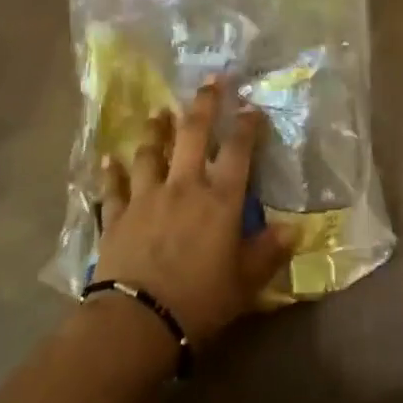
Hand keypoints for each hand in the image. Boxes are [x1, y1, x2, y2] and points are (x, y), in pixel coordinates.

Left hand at [95, 81, 295, 345]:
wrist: (138, 321)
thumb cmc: (200, 301)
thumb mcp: (245, 283)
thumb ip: (268, 252)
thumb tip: (294, 229)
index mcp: (220, 200)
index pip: (238, 150)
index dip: (246, 125)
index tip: (251, 106)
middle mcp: (184, 186)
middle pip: (193, 133)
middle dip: (204, 104)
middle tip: (210, 81)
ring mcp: (146, 196)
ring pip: (151, 151)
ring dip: (155, 129)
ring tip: (158, 112)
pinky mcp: (117, 215)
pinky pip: (114, 187)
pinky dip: (111, 171)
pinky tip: (108, 158)